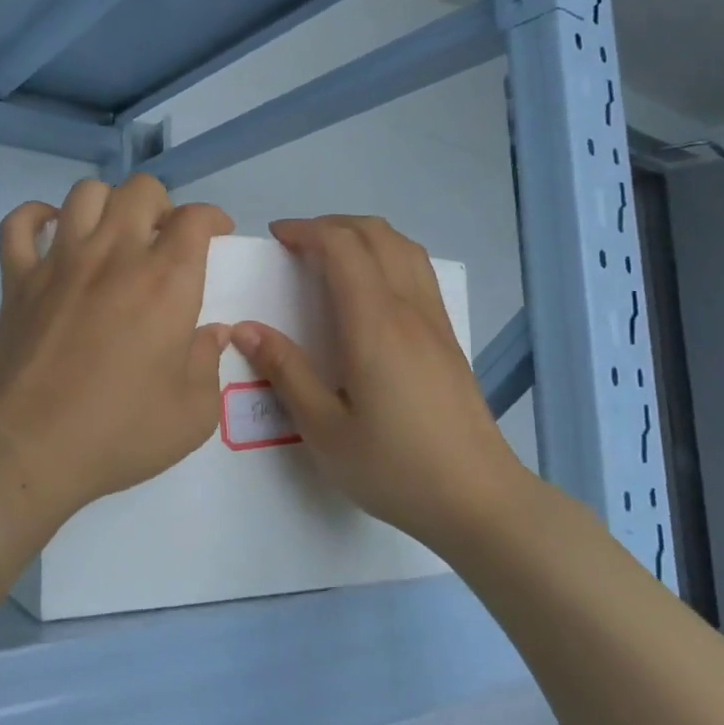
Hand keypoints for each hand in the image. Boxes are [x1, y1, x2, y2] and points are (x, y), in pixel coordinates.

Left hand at [0, 174, 233, 530]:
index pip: (195, 218)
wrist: (29, 449)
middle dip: (162, 205)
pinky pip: (19, 224)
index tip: (216, 235)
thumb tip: (211, 333)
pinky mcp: (17, 279)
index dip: (212, 218)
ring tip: (113, 235)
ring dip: (107, 204)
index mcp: (166, 282)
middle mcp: (114, 255)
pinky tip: (53, 233)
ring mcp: (60, 262)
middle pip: (140, 190)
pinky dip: (37, 218)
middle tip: (163, 238)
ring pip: (84, 193)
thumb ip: (209, 362)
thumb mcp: (193, 412)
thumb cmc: (119, 433)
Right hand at [232, 215, 530, 552]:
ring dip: (363, 236)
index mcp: (374, 325)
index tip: (275, 238)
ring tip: (331, 256)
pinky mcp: (449, 338)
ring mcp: (435, 321)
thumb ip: (285, 372)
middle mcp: (408, 309)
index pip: (342, 247)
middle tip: (296, 245)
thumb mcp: (323, 430)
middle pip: (375, 234)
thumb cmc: (394, 468)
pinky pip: (418, 272)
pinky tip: (370, 289)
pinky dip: (387, 255)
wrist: (478, 499)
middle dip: (331, 225)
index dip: (306, 230)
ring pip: (403, 247)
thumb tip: (246, 328)